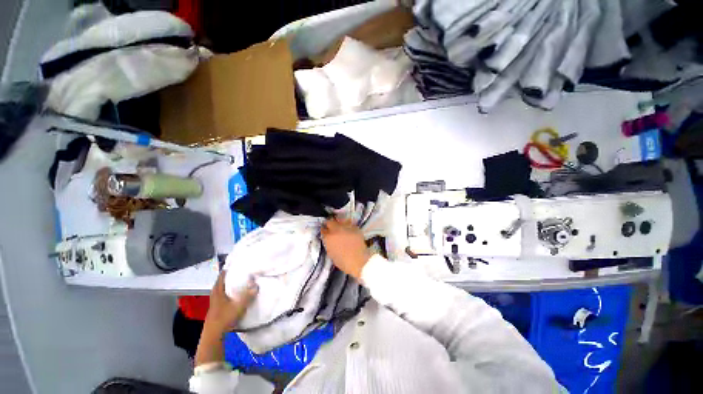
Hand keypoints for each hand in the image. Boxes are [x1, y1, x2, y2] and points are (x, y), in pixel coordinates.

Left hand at [203, 271, 257, 335]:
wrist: (213, 336)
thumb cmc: (224, 318)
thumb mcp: (238, 307)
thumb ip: (247, 296)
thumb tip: (256, 286)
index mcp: (218, 294)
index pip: (220, 280)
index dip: (224, 273)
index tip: (229, 266)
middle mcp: (214, 298)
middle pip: (218, 286)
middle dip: (224, 280)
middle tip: (231, 275)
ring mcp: (213, 306)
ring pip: (218, 293)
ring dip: (223, 288)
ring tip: (231, 285)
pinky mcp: (215, 312)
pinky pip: (219, 300)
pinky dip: (224, 296)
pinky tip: (229, 298)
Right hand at [321, 217, 370, 279]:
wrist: (358, 261)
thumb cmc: (342, 261)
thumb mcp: (330, 252)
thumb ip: (328, 242)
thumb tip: (329, 238)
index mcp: (328, 237)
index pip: (323, 229)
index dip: (324, 230)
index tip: (325, 230)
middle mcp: (336, 229)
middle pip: (330, 222)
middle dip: (330, 223)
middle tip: (331, 226)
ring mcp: (346, 227)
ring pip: (341, 220)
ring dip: (339, 222)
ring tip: (341, 226)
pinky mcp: (355, 227)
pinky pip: (350, 224)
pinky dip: (349, 226)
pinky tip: (349, 230)